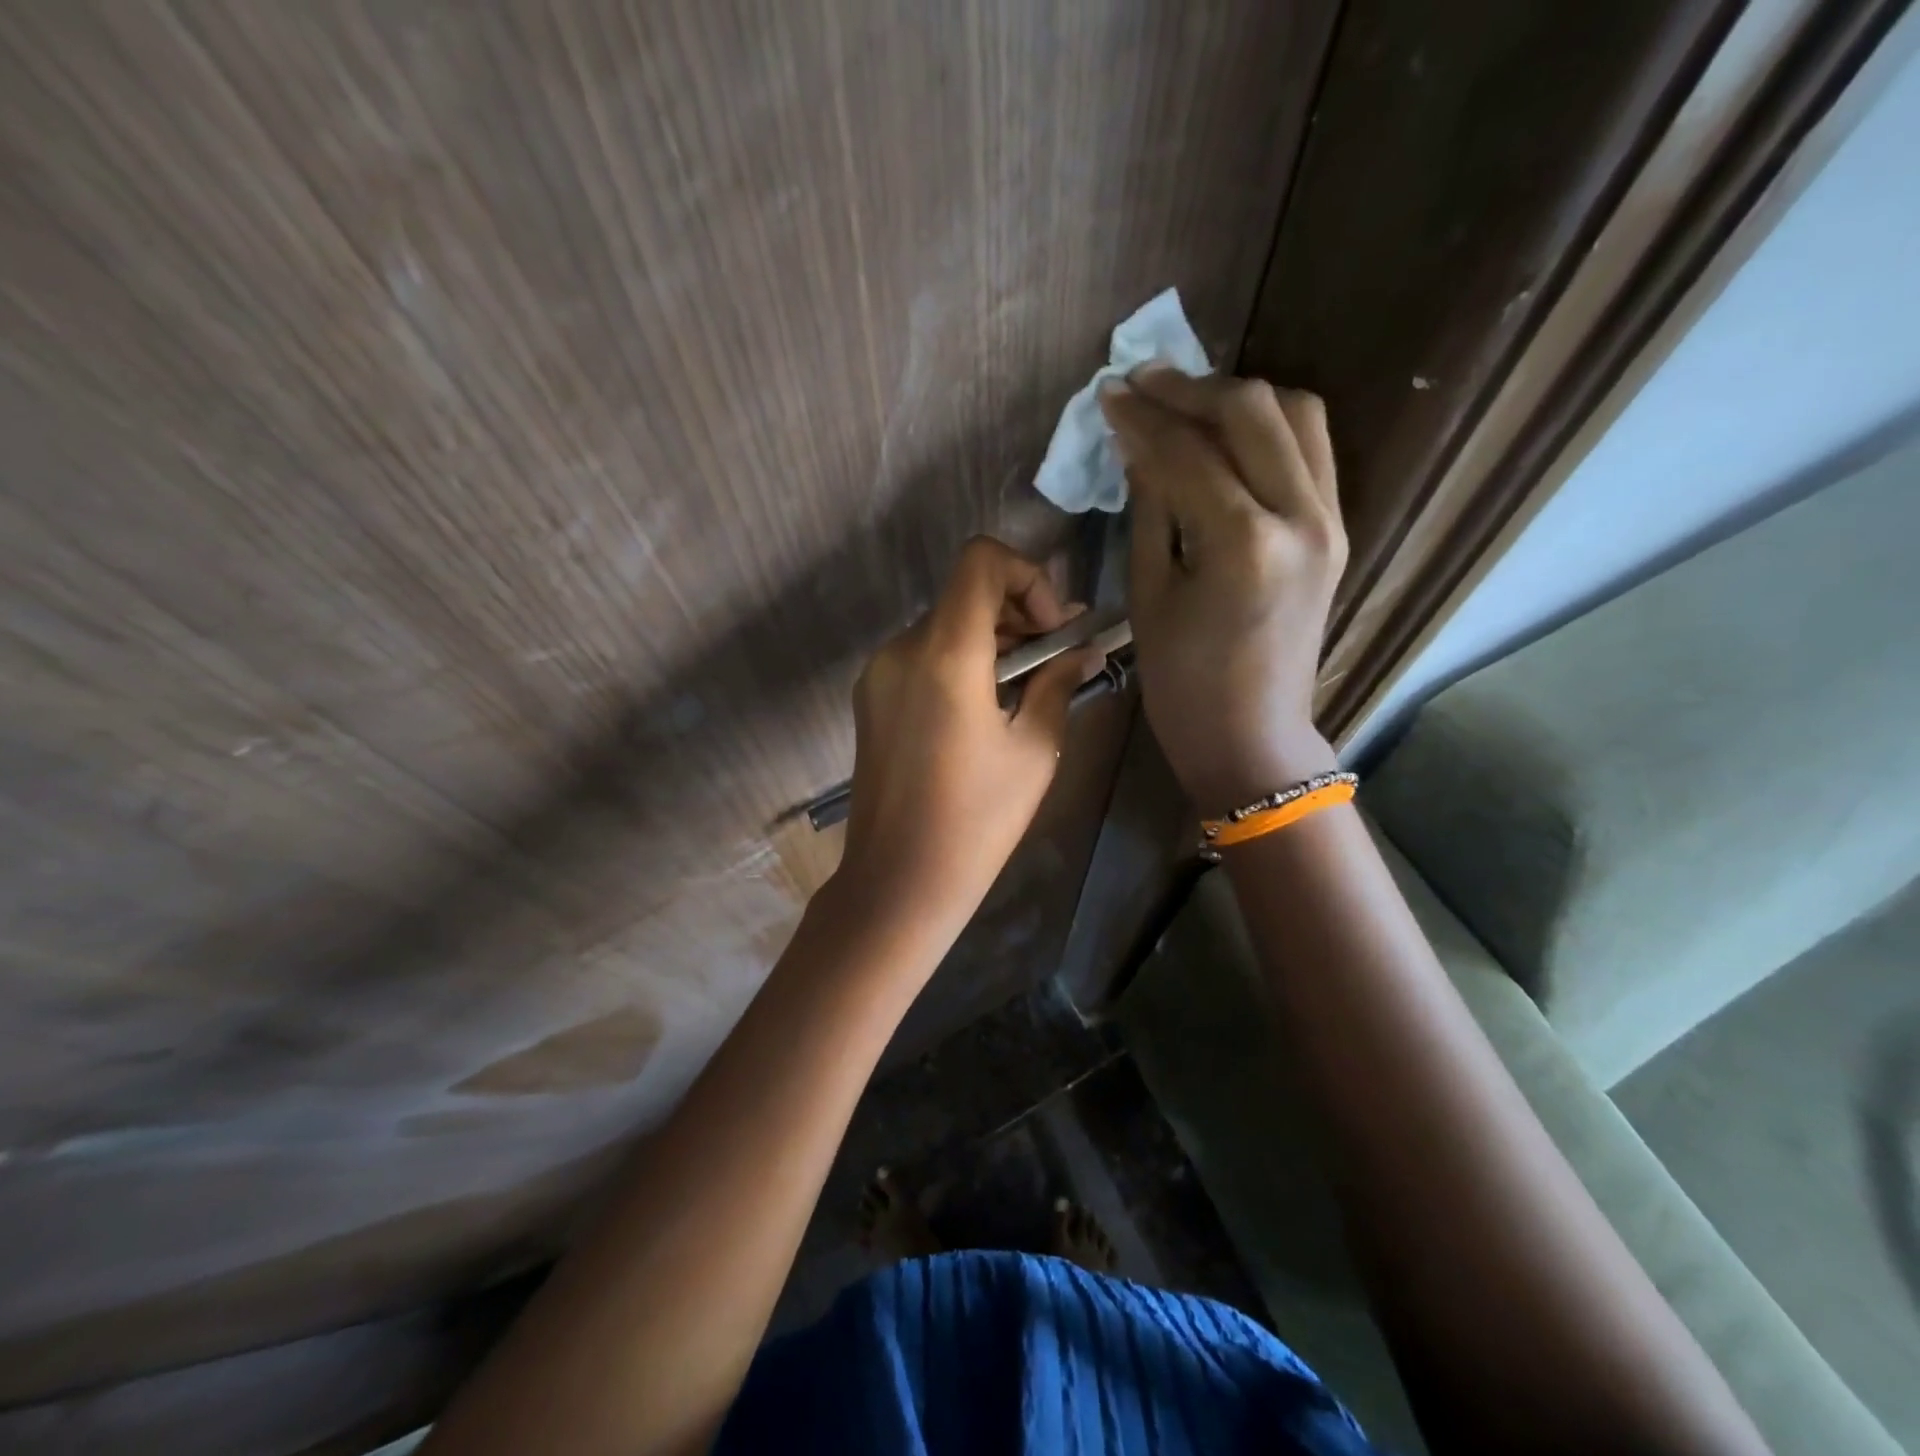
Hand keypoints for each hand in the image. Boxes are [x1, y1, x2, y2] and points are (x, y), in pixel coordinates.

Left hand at [834, 537, 1098, 947]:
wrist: (899, 879)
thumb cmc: (977, 819)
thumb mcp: (1034, 749)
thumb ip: (1058, 684)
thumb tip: (1083, 650)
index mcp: (945, 653)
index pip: (981, 560)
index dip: (1027, 577)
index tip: (1052, 630)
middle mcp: (902, 649)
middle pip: (964, 594)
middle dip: (1017, 614)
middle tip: (1058, 658)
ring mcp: (879, 673)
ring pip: (943, 626)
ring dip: (990, 641)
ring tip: (1027, 688)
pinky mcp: (870, 699)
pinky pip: (922, 657)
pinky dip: (959, 662)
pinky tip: (984, 709)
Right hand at [1098, 366, 1345, 815]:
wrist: (1251, 736)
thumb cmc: (1183, 684)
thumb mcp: (1149, 596)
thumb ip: (1150, 509)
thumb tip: (1139, 446)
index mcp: (1243, 543)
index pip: (1187, 452)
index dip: (1141, 418)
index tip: (1108, 394)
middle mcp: (1301, 516)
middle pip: (1251, 411)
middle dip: (1190, 387)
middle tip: (1142, 382)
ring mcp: (1330, 520)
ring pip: (1295, 415)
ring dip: (1237, 397)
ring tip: (1186, 402)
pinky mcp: (1337, 529)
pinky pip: (1311, 449)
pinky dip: (1269, 427)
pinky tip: (1227, 435)